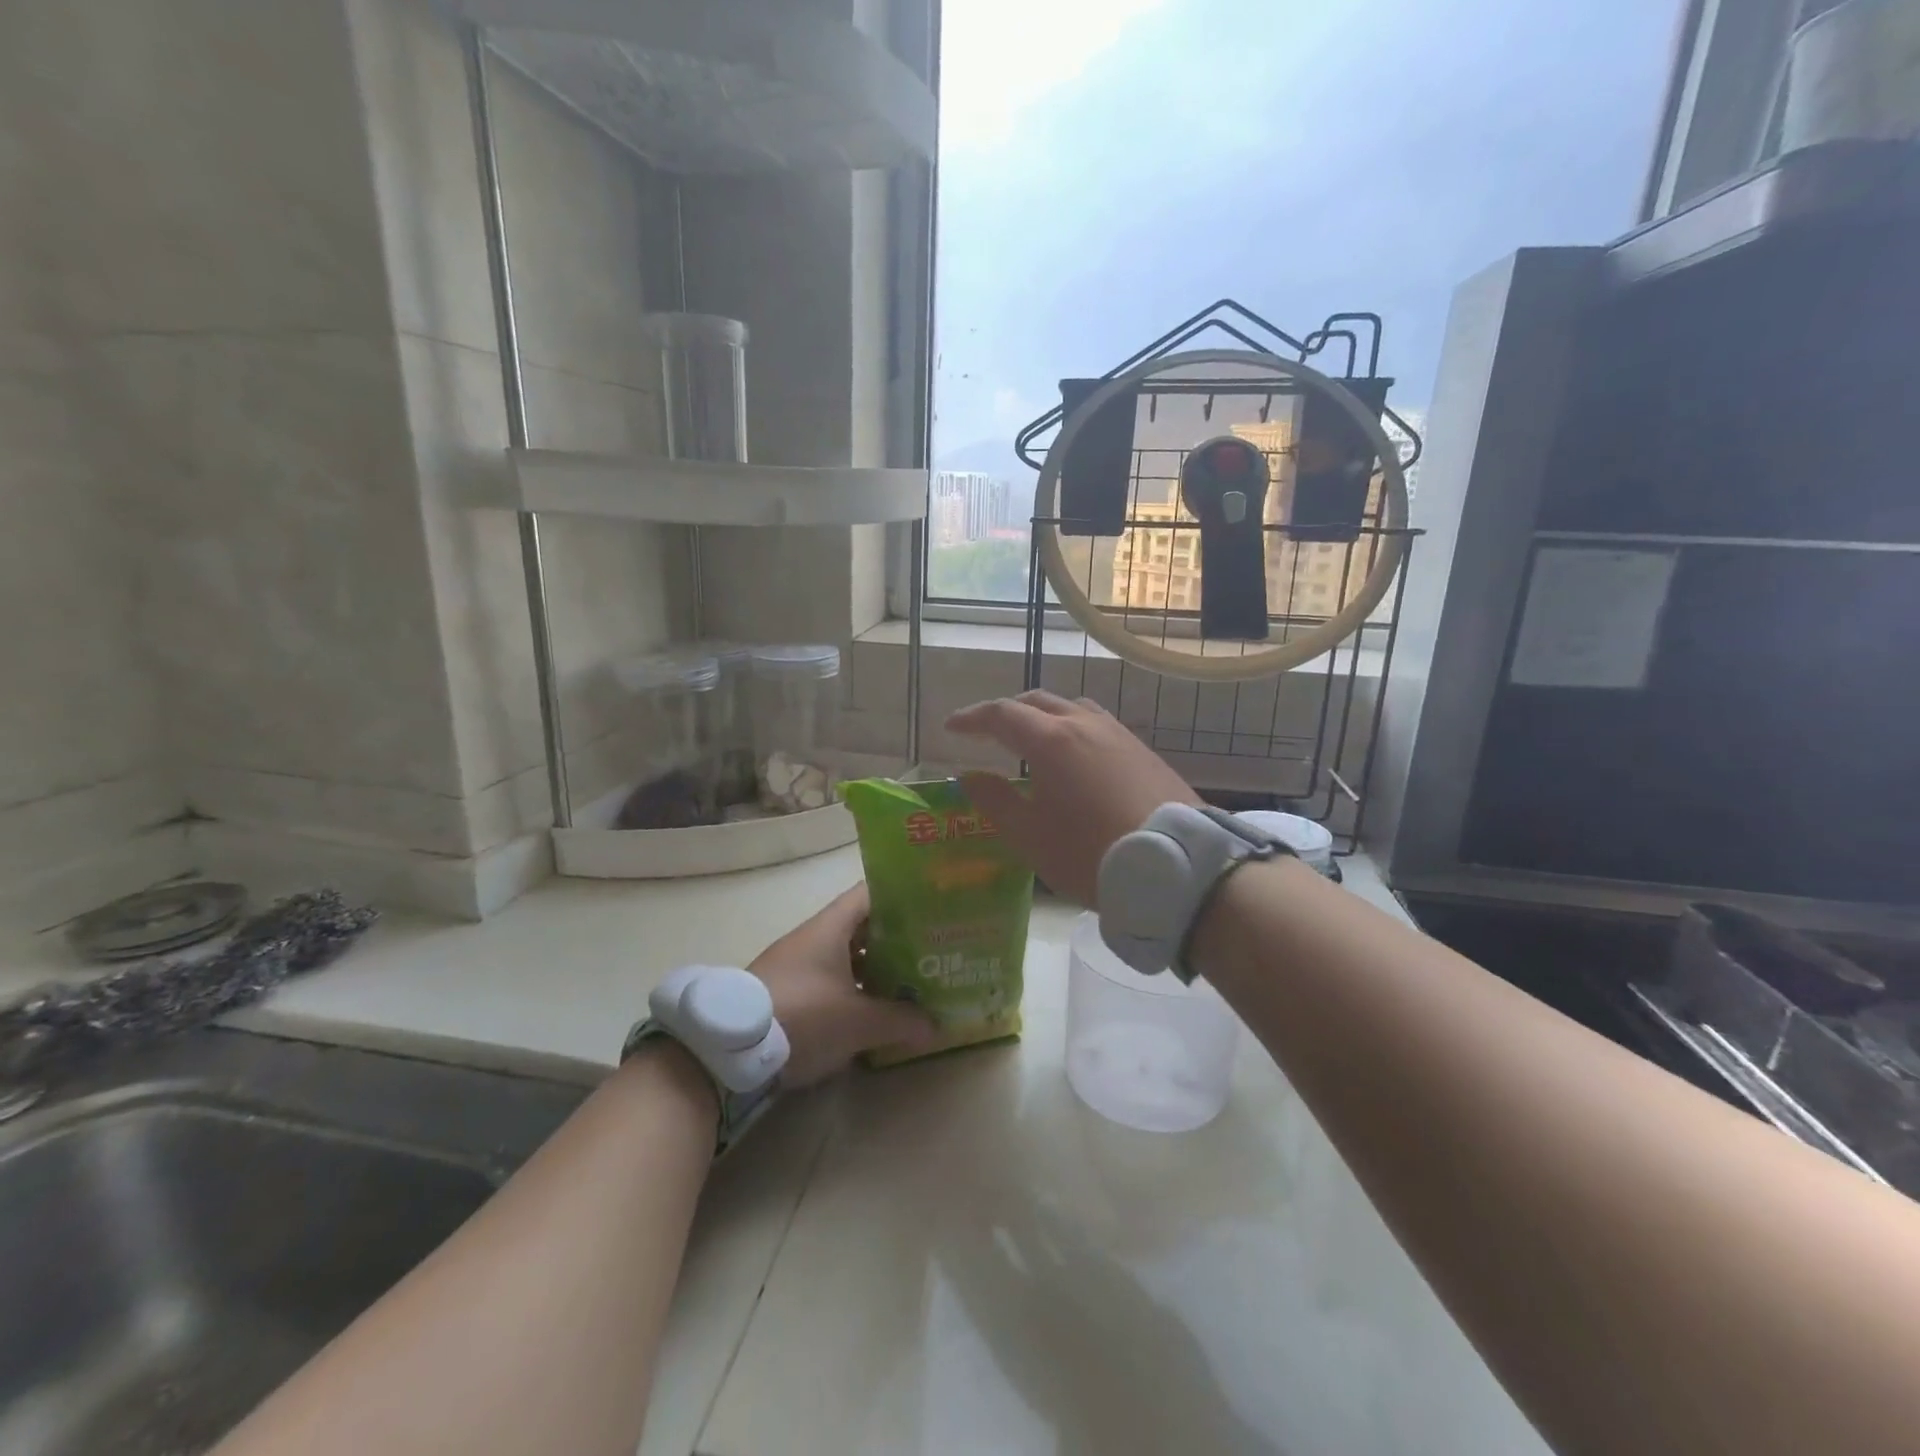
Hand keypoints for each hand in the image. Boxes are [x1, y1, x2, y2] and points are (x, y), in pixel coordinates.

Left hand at [750, 884, 935, 1086]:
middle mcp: (814, 937)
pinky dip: (854, 988)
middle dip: (896, 937)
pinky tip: (874, 1008)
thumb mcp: (858, 1022)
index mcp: (831, 927)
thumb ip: (900, 1020)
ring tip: (911, 980)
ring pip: (847, 955)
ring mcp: (798, 964)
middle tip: (931, 948)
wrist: (729, 1051)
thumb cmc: (803, 1016)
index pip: (871, 893)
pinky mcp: (788, 991)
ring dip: (875, 966)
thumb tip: (936, 1025)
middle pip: (863, 926)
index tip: (931, 905)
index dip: (901, 894)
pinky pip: (831, 979)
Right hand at [945, 690, 1199, 905]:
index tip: (952, 727)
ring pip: (1072, 708)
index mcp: (1051, 740)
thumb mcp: (1030, 835)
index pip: (1001, 714)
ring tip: (1033, 740)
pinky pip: (1098, 725)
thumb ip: (995, 801)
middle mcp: (1084, 724)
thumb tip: (968, 776)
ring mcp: (1119, 735)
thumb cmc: (1089, 852)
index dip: (972, 719)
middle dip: (1007, 712)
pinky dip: (1073, 729)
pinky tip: (1077, 758)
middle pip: (1038, 702)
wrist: (1175, 865)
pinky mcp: (1143, 752)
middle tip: (988, 732)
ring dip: (1044, 716)